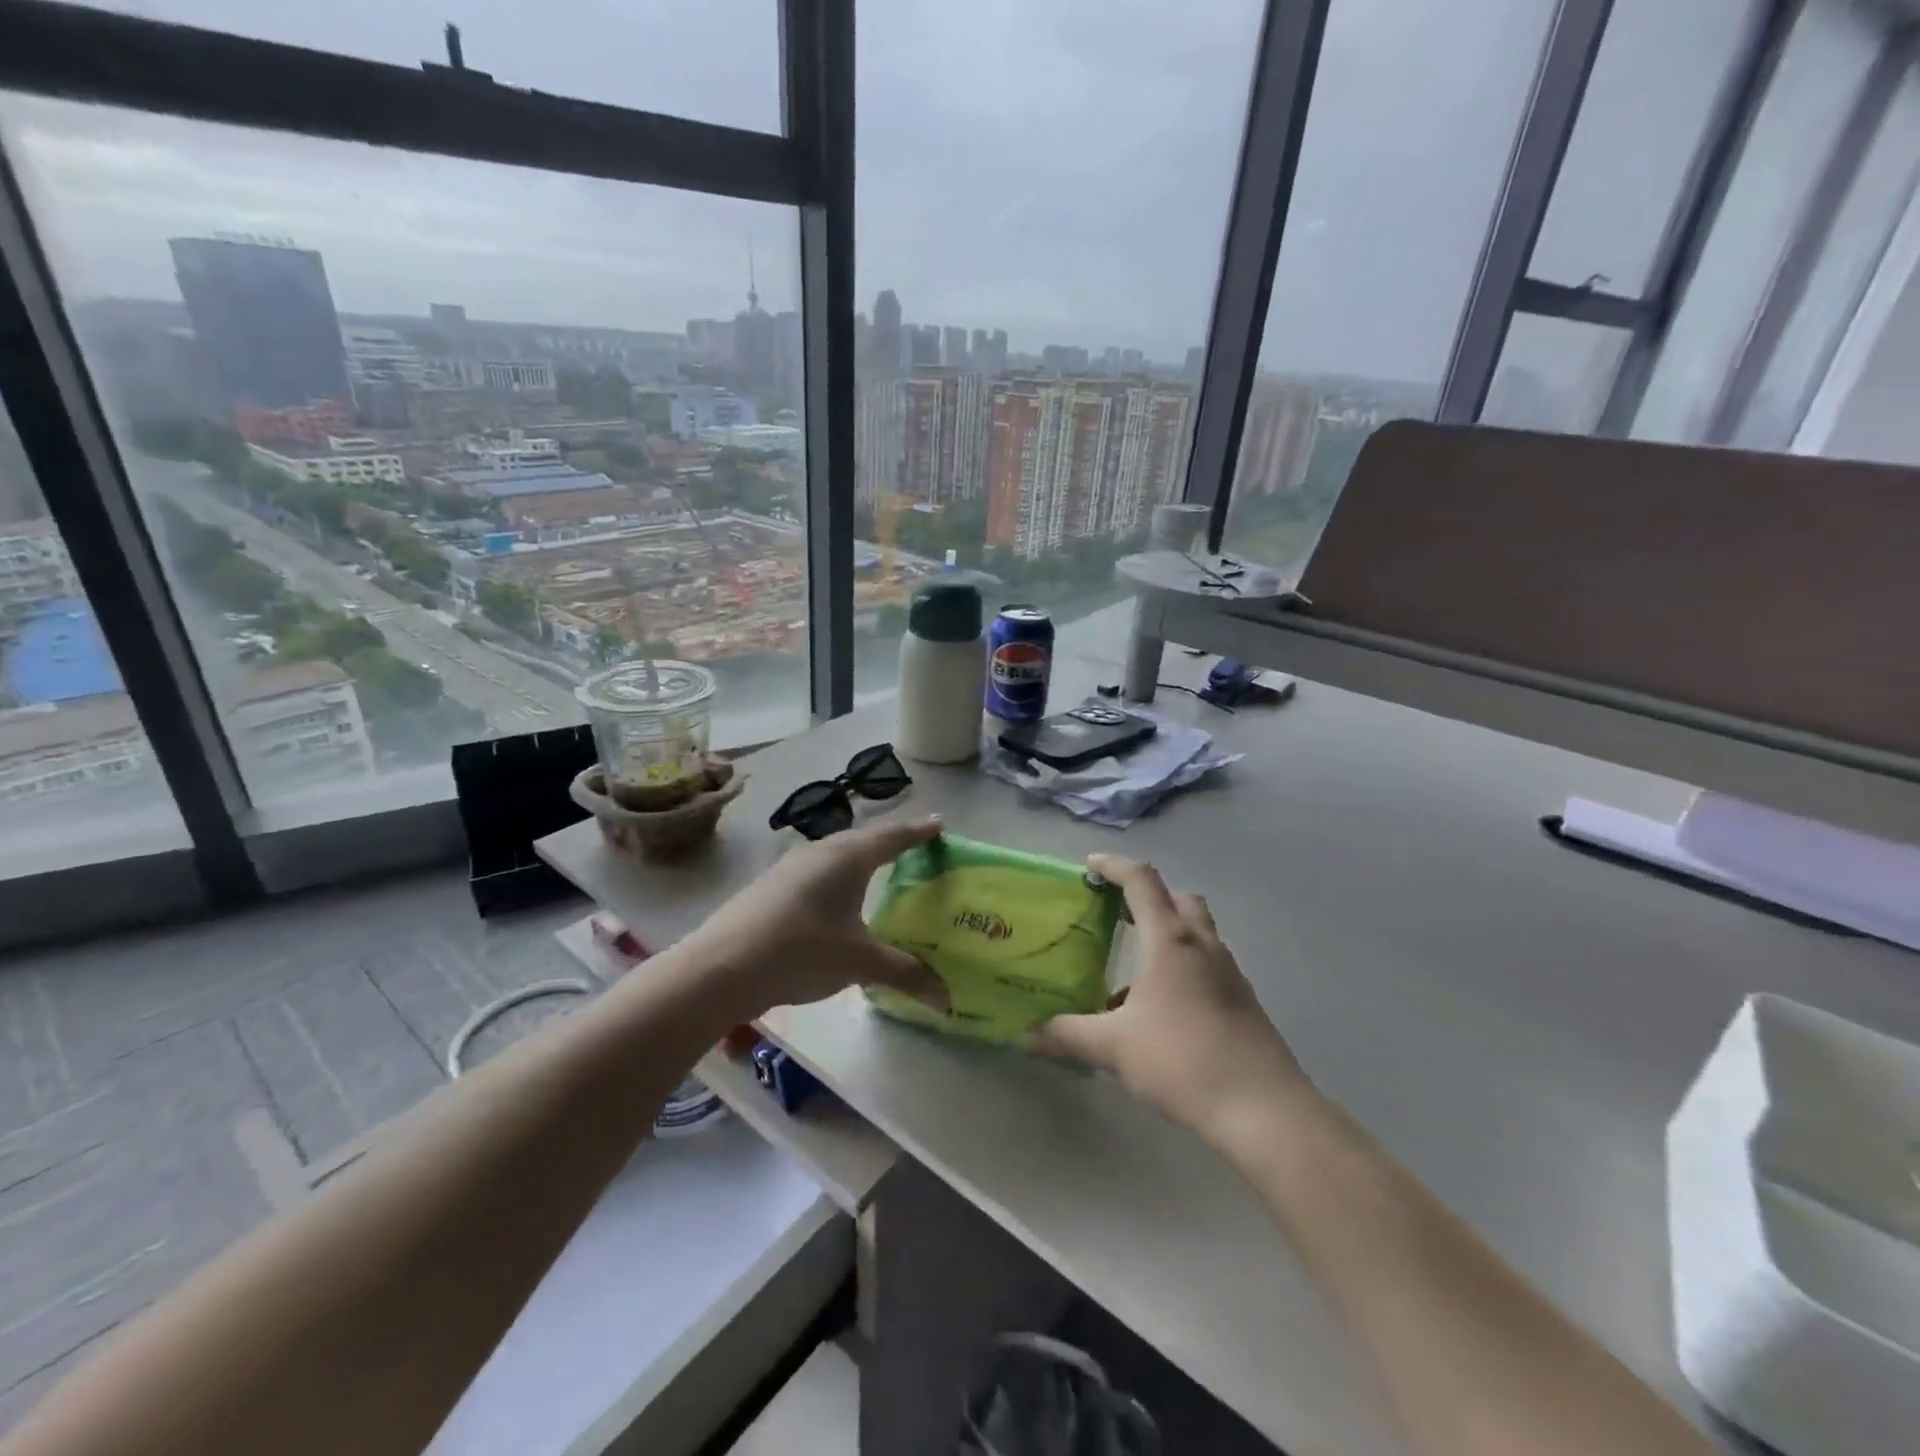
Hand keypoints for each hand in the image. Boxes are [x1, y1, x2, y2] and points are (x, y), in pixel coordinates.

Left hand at [680, 813, 948, 1018]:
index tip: (940, 824)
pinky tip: (835, 902)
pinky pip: (817, 871)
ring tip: (879, 872)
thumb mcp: (860, 963)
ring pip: (837, 854)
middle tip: (916, 849)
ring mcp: (791, 866)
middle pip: (865, 840)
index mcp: (850, 857)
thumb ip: (905, 973)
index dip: (920, 831)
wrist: (721, 966)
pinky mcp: (771, 885)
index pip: (894, 836)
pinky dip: (837, 878)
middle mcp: (822, 851)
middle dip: (891, 843)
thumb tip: (946, 998)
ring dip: (861, 860)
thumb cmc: (802, 951)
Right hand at [1027, 854, 1311, 1145]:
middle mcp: (1203, 945)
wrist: (1263, 1109)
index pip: (1142, 881)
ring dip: (1167, 933)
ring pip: (1197, 932)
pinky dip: (1183, 967)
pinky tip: (1161, 1008)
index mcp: (1170, 941)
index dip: (1114, 866)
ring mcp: (1229, 973)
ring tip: (1134, 965)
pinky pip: (1207, 965)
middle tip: (1116, 912)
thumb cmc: (1183, 1061)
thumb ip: (1067, 1035)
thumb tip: (1026, 1036)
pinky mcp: (1243, 1001)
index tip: (1090, 866)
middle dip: (1147, 897)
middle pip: (1178, 898)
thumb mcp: (1114, 1048)